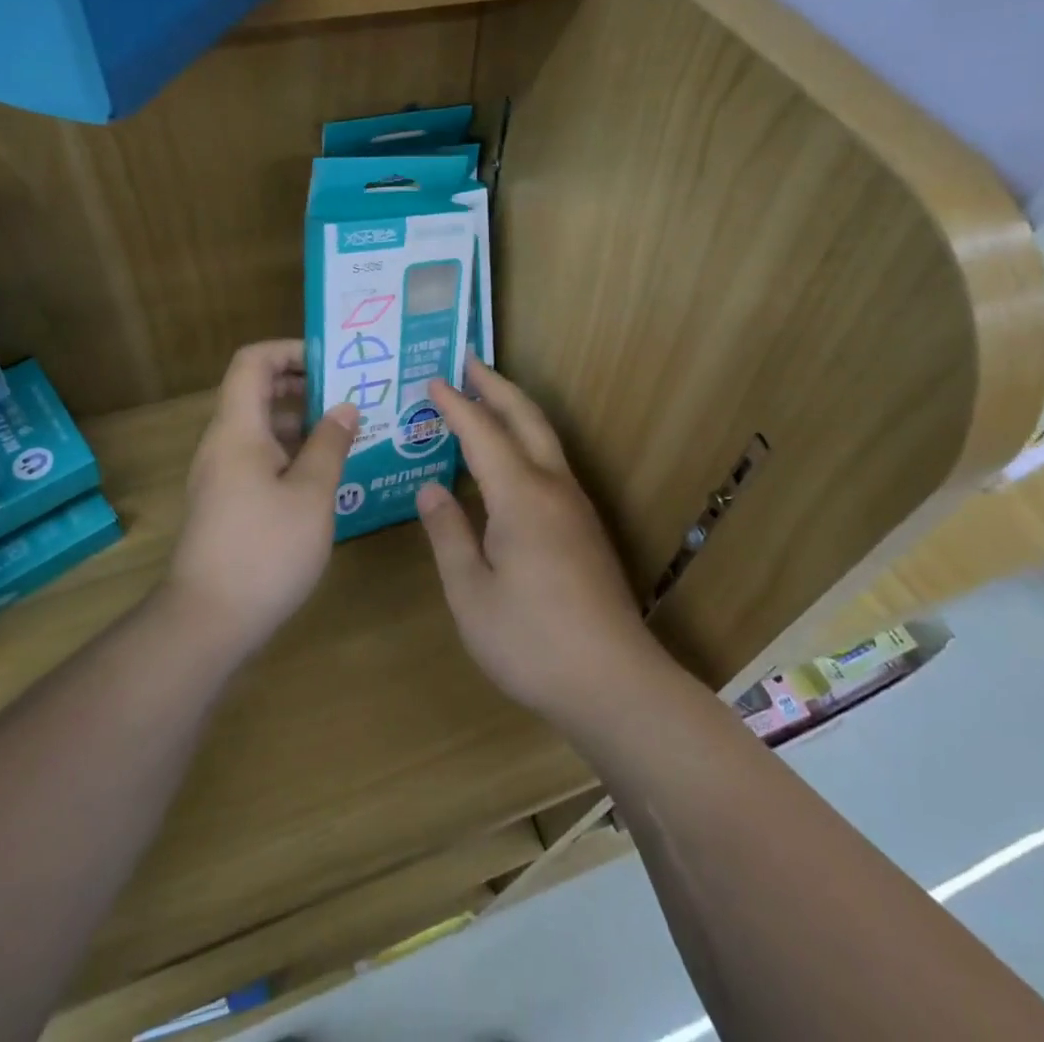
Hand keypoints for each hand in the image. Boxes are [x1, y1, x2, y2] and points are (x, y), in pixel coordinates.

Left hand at [165, 340, 357, 660]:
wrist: (207, 621)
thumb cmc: (264, 550)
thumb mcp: (311, 494)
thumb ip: (330, 444)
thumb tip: (346, 407)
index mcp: (238, 429)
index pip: (253, 362)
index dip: (290, 350)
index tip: (332, 362)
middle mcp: (223, 443)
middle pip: (257, 391)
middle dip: (304, 385)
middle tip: (351, 393)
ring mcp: (221, 474)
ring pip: (261, 427)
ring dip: (302, 421)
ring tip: (349, 431)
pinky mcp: (226, 502)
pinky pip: (260, 457)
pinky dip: (292, 452)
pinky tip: (326, 473)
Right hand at [416, 359, 665, 725]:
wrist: (614, 682)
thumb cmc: (531, 641)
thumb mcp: (471, 592)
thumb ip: (448, 534)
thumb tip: (429, 489)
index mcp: (521, 497)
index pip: (482, 433)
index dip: (455, 405)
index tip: (431, 381)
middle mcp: (553, 488)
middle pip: (526, 419)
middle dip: (496, 386)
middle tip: (468, 361)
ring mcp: (575, 507)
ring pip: (545, 439)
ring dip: (515, 410)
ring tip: (486, 398)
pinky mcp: (585, 528)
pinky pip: (550, 465)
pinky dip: (525, 442)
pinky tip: (509, 462)